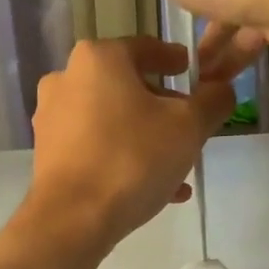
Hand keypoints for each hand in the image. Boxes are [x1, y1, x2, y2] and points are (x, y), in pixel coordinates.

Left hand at [26, 36, 234, 252]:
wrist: (72, 220)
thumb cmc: (132, 160)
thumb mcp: (189, 127)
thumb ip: (213, 101)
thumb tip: (221, 90)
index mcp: (98, 58)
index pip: (146, 48)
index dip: (175, 60)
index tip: (192, 72)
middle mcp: (66, 80)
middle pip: (127, 87)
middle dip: (162, 108)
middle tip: (189, 128)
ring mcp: (52, 120)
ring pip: (112, 123)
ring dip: (146, 139)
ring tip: (177, 167)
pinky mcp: (47, 156)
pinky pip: (96, 149)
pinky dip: (123, 160)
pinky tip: (154, 190)